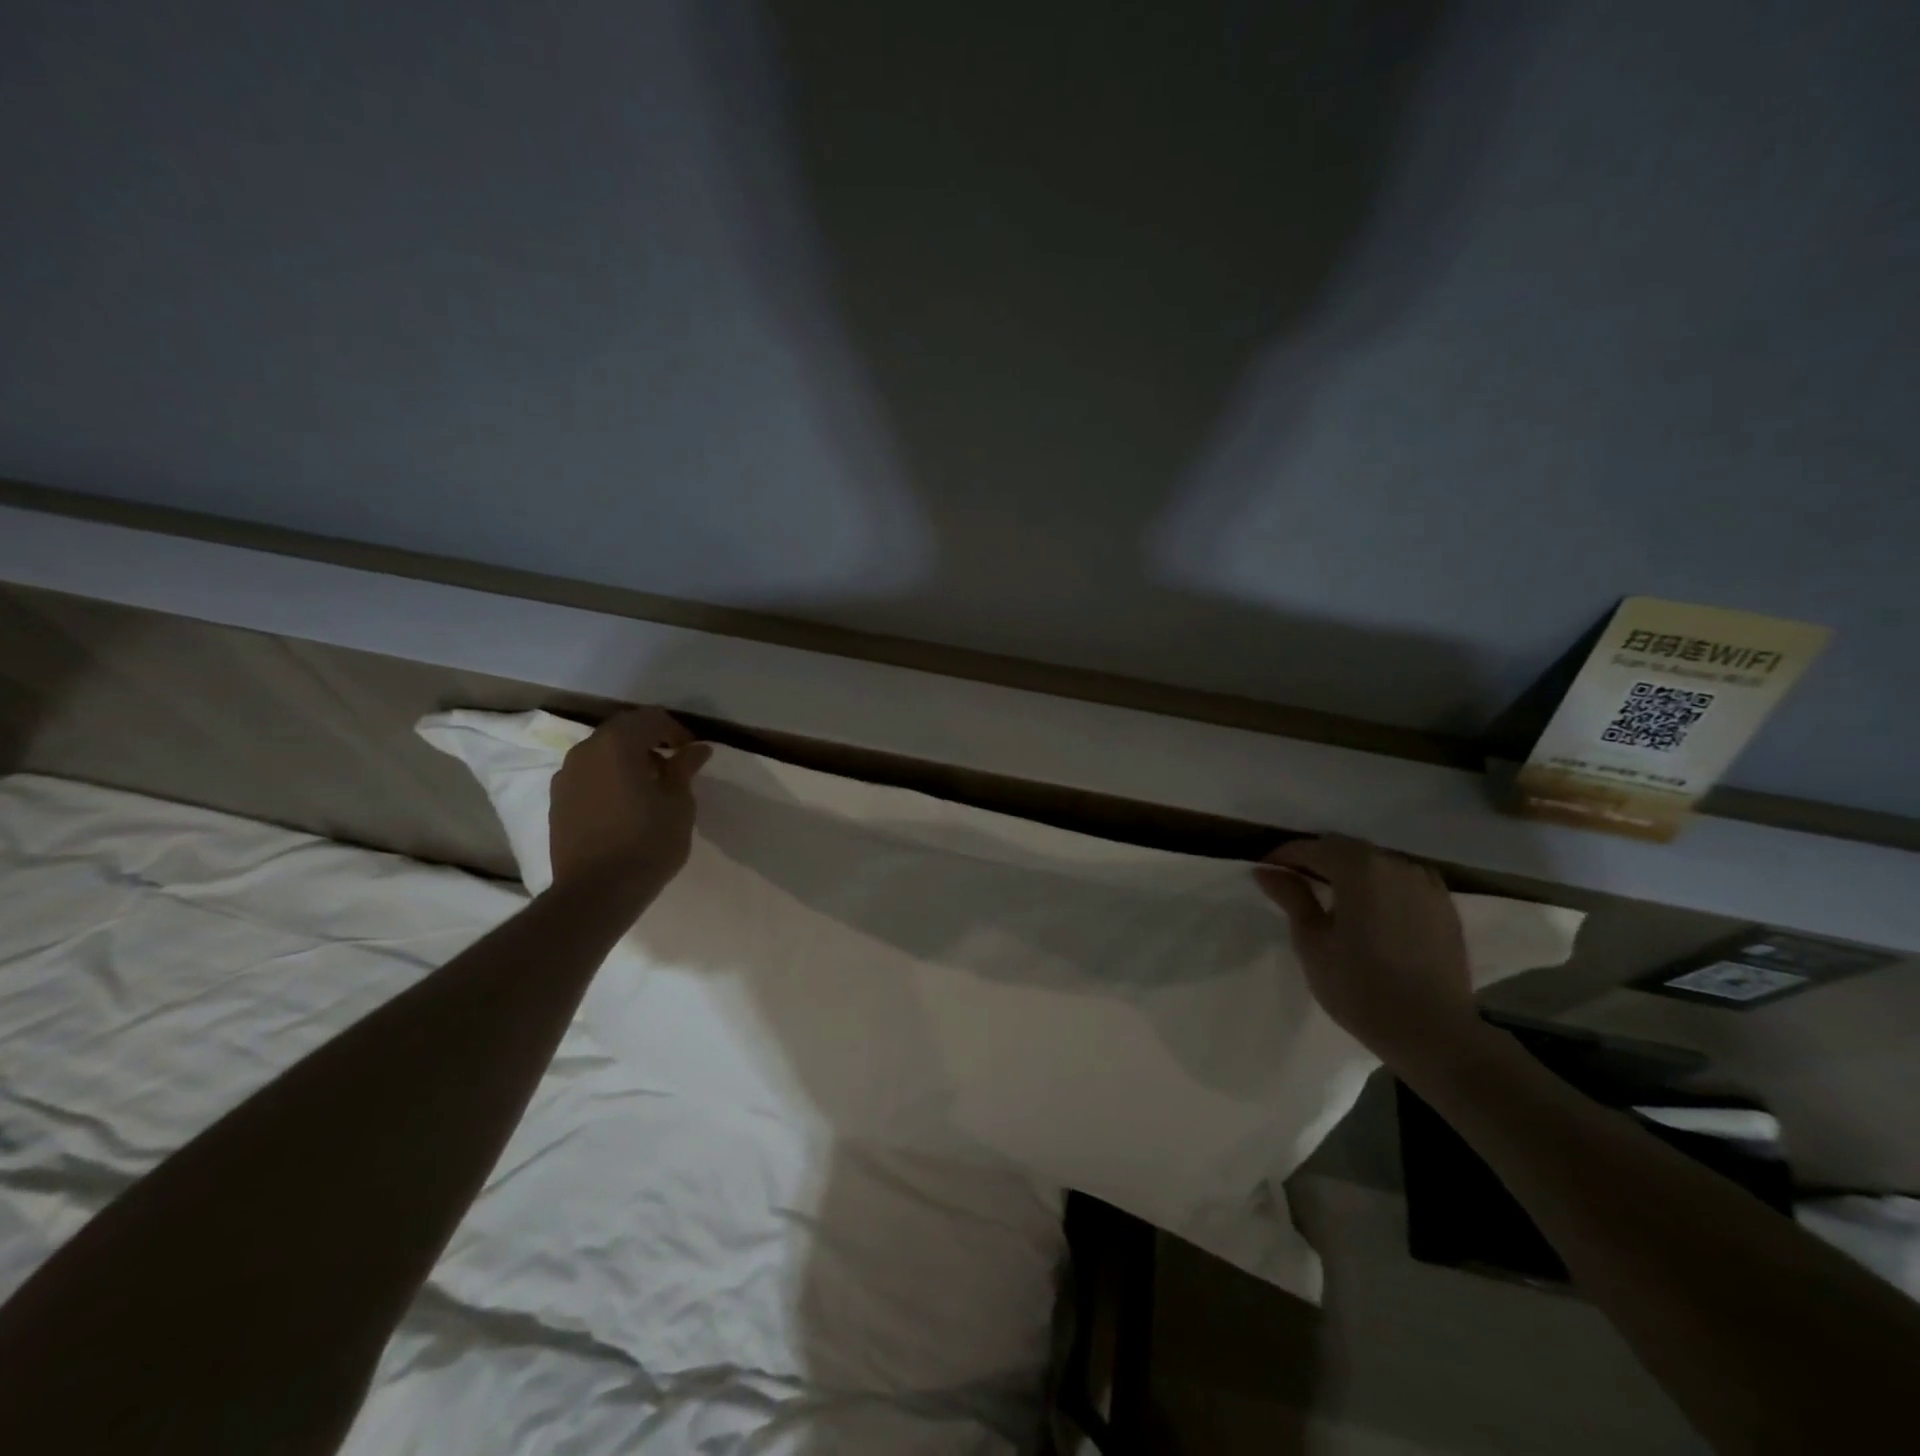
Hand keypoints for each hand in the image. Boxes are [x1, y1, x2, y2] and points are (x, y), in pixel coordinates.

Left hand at [548, 708, 711, 903]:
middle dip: (650, 739)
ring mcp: (566, 776)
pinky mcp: (557, 800)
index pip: (650, 718)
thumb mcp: (678, 803)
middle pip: (622, 730)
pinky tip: (626, 802)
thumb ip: (684, 768)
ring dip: (628, 757)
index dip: (676, 730)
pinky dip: (610, 776)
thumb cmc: (647, 843)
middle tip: (674, 762)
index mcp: (616, 744)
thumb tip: (697, 748)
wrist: (596, 892)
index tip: (693, 751)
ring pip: (602, 752)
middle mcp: (585, 751)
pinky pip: (589, 774)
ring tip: (650, 784)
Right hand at [1254, 836, 1479, 1062]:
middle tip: (1294, 883)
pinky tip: (1371, 911)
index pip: (1313, 848)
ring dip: (1350, 872)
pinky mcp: (1445, 907)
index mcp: (1359, 868)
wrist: (1434, 1033)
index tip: (1265, 871)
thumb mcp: (1312, 942)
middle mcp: (1395, 864)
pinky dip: (1380, 887)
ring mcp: (1426, 884)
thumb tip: (1266, 870)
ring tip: (1333, 898)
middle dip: (1317, 860)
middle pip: (1346, 849)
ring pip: (1377, 864)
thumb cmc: (1360, 987)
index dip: (1284, 856)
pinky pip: (1402, 882)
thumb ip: (1292, 898)